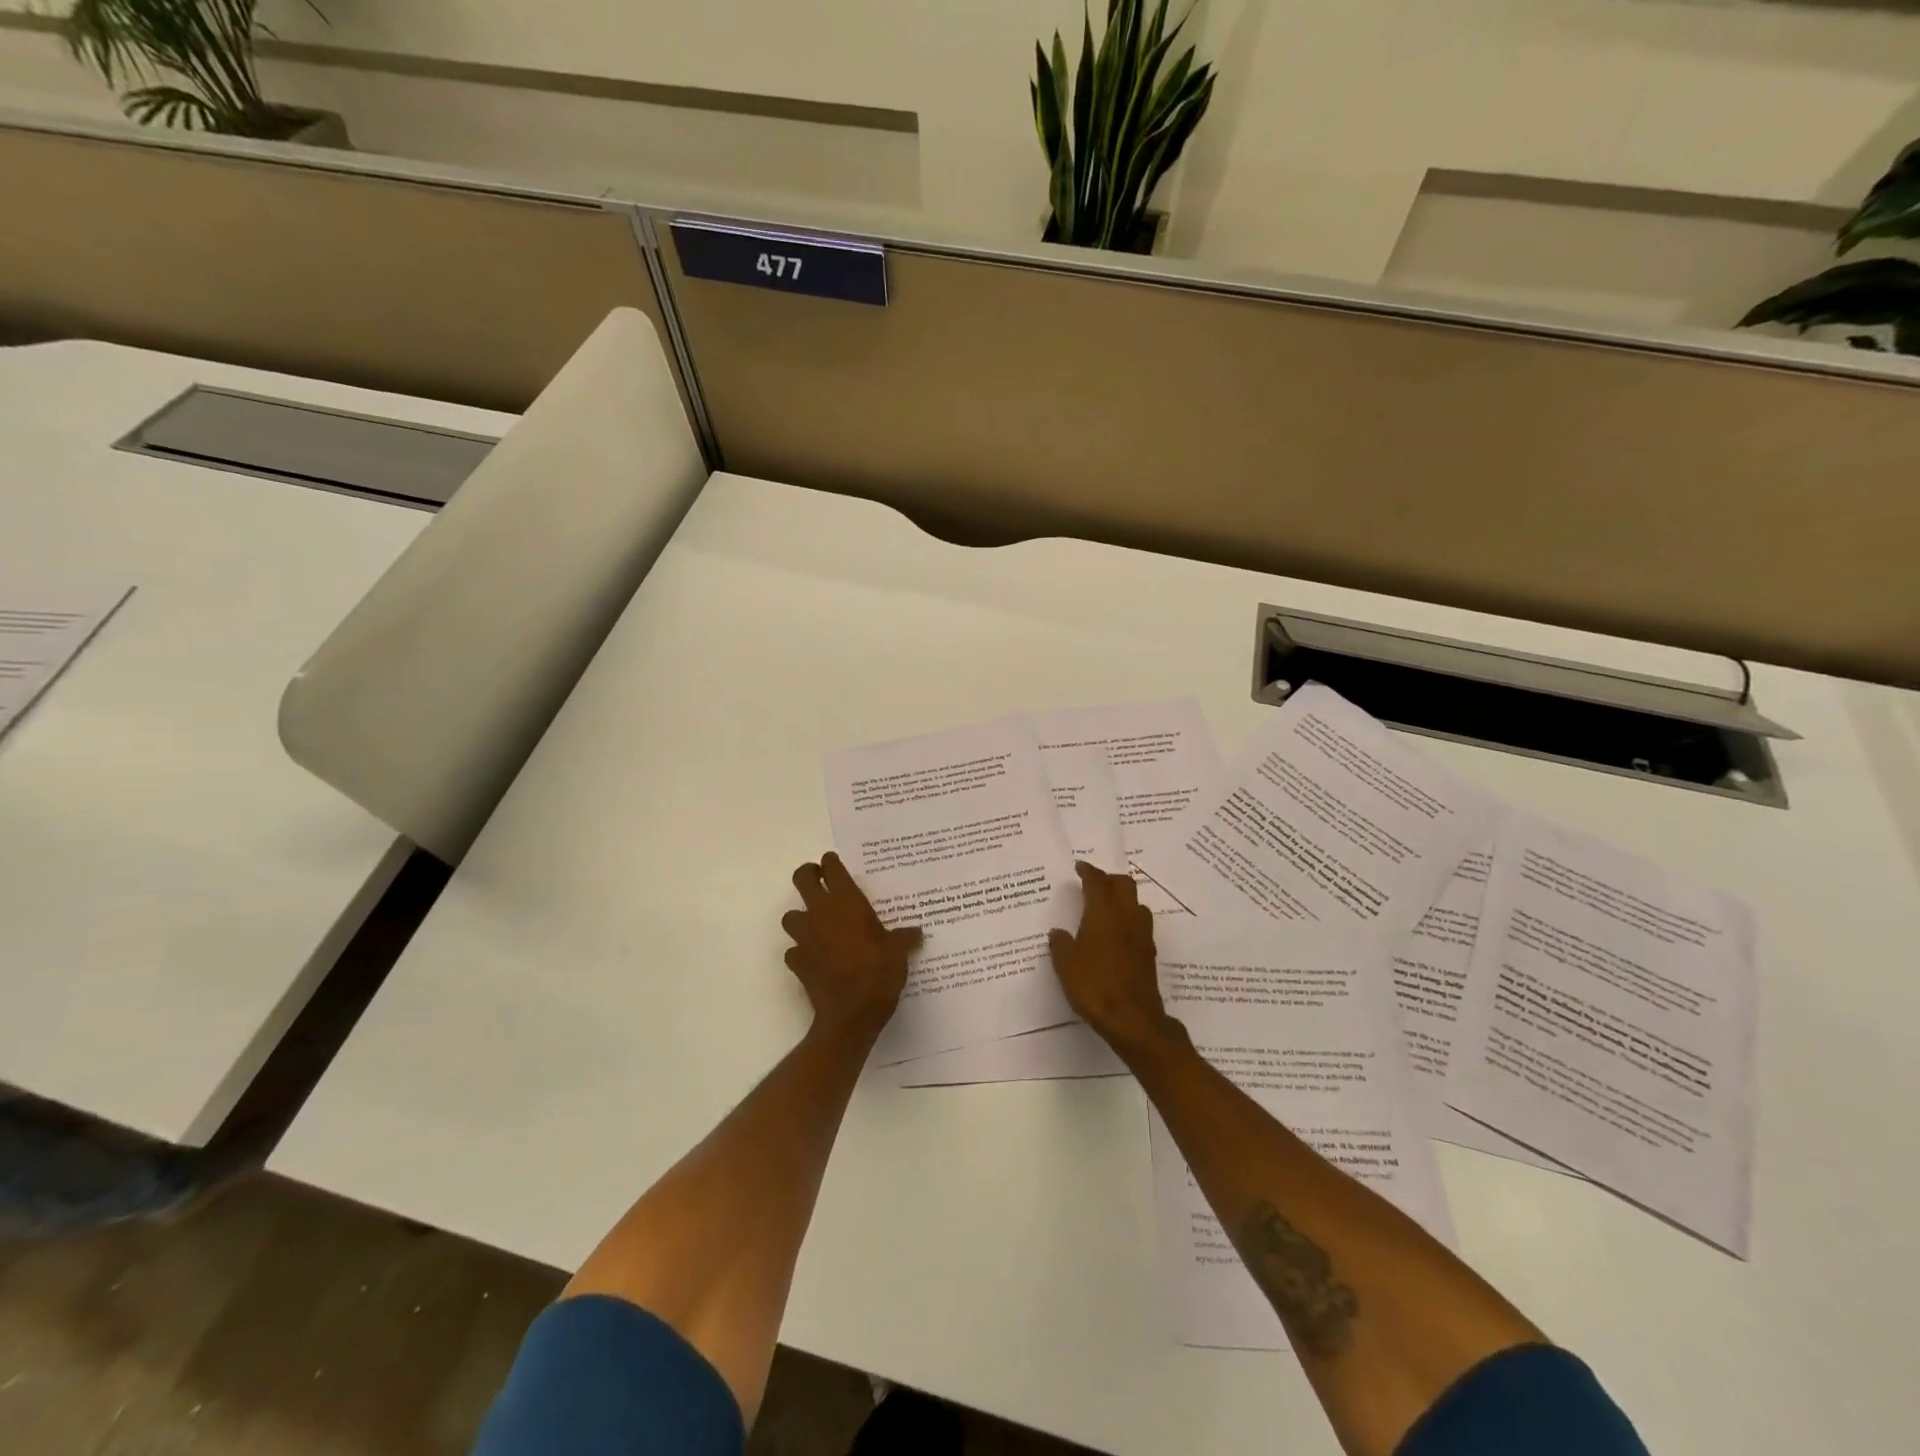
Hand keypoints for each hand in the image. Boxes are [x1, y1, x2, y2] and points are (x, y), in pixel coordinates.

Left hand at [782, 853, 921, 1038]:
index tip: (836, 864)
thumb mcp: (899, 952)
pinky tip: (815, 958)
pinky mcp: (797, 962)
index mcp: (847, 902)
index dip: (831, 862)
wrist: (850, 1015)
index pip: (832, 867)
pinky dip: (801, 951)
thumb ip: (905, 938)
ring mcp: (805, 938)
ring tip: (818, 925)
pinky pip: (793, 950)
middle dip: (808, 875)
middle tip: (821, 881)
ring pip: (791, 915)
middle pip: (801, 878)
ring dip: (801, 917)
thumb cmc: (878, 973)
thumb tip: (916, 933)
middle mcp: (821, 913)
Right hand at [1048, 862, 1179, 1055]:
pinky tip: (1117, 933)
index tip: (1080, 866)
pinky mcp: (1149, 953)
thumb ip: (1061, 945)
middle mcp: (1126, 917)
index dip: (1089, 871)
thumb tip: (1058, 933)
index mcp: (1104, 913)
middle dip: (1109, 879)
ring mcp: (1142, 935)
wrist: (1133, 1019)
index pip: (1097, 882)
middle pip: (1124, 885)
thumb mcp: (1066, 965)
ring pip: (1136, 903)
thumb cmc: (1094, 986)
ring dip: (1123, 898)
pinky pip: (1140, 924)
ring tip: (1107, 907)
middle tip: (1094, 884)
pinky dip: (1128, 919)